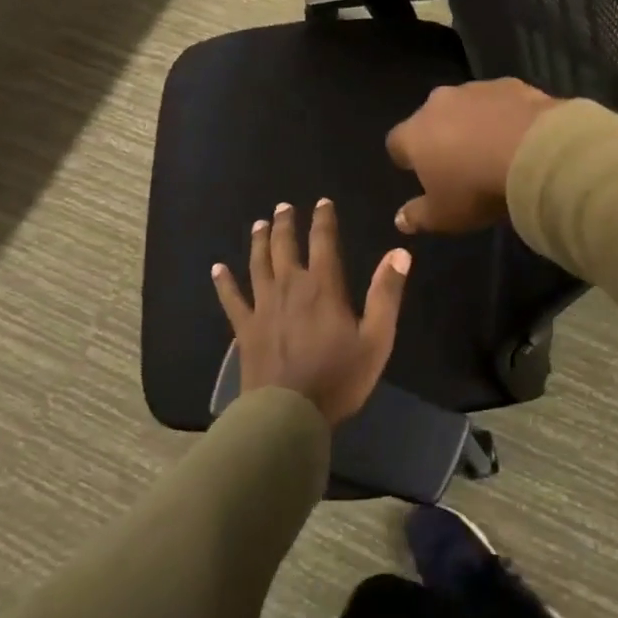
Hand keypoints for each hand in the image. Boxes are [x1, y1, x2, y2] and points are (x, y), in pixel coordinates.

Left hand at [212, 200, 409, 425]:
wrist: (288, 414)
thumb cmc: (338, 378)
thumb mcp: (376, 339)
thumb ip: (386, 294)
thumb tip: (400, 252)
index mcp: (323, 287)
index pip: (324, 242)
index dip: (323, 220)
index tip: (322, 202)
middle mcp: (290, 287)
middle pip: (284, 247)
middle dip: (285, 224)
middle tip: (283, 207)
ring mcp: (263, 307)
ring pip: (258, 264)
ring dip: (259, 242)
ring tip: (259, 225)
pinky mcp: (245, 329)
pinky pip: (231, 299)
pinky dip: (224, 282)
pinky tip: (217, 269)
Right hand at [385, 78, 563, 235]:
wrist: (535, 153)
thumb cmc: (477, 188)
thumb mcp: (444, 215)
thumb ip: (418, 216)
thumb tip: (400, 219)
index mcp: (415, 134)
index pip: (397, 143)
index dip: (407, 158)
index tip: (421, 174)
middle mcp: (438, 103)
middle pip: (431, 119)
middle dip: (441, 136)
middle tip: (460, 163)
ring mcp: (475, 89)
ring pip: (466, 106)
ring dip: (473, 123)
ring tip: (494, 149)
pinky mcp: (510, 84)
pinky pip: (499, 101)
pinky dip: (504, 115)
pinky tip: (520, 136)